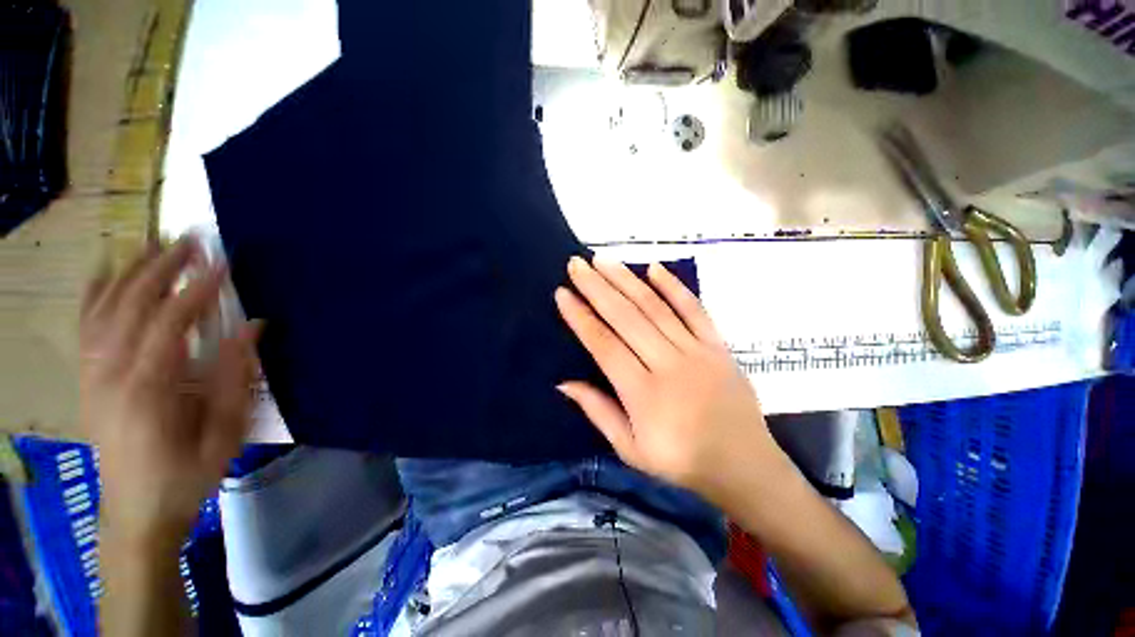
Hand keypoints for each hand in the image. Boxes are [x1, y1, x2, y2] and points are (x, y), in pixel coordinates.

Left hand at [81, 239, 260, 547]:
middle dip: (161, 268)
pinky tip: (107, 270)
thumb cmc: (186, 474)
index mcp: (147, 390)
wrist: (137, 511)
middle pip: (131, 306)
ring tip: (156, 245)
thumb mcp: (224, 432)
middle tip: (189, 240)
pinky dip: (95, 293)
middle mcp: (110, 374)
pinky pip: (86, 326)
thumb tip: (254, 327)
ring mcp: (92, 375)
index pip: (170, 323)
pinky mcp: (88, 379)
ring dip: (130, 272)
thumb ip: (236, 377)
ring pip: (104, 309)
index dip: (196, 289)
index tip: (221, 262)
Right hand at [555, 257, 777, 500]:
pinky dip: (674, 287)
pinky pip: (694, 309)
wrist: (744, 465)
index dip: (581, 317)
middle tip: (576, 264)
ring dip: (626, 280)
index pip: (604, 345)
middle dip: (597, 288)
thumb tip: (564, 382)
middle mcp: (667, 365)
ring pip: (655, 307)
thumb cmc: (681, 461)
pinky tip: (654, 267)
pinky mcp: (718, 346)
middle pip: (626, 318)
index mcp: (643, 394)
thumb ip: (598, 412)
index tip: (563, 293)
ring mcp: (696, 351)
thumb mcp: (630, 449)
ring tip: (603, 261)